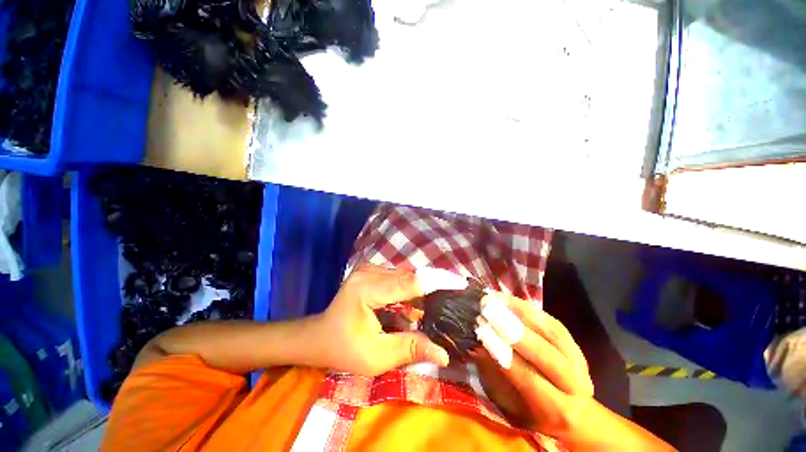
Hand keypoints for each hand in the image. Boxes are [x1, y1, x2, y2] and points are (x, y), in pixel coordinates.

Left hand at [307, 265, 450, 376]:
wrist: (319, 336)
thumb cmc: (343, 349)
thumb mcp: (376, 357)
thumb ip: (410, 349)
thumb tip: (444, 353)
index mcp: (366, 289)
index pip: (408, 282)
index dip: (436, 282)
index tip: (460, 283)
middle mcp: (369, 272)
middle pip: (409, 276)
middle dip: (433, 285)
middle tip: (456, 295)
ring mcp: (370, 269)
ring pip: (406, 276)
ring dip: (423, 288)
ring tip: (442, 299)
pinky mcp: (372, 272)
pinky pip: (398, 277)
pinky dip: (412, 288)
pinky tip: (421, 301)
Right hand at [478, 293, 594, 435]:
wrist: (571, 409)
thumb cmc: (530, 411)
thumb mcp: (509, 403)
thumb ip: (495, 373)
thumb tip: (477, 343)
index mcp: (557, 409)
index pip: (529, 378)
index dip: (504, 352)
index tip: (481, 330)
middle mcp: (575, 386)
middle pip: (546, 355)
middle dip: (514, 329)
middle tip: (488, 309)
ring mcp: (579, 361)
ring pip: (553, 333)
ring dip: (521, 312)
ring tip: (496, 299)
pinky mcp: (575, 343)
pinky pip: (553, 323)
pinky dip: (530, 310)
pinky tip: (510, 300)